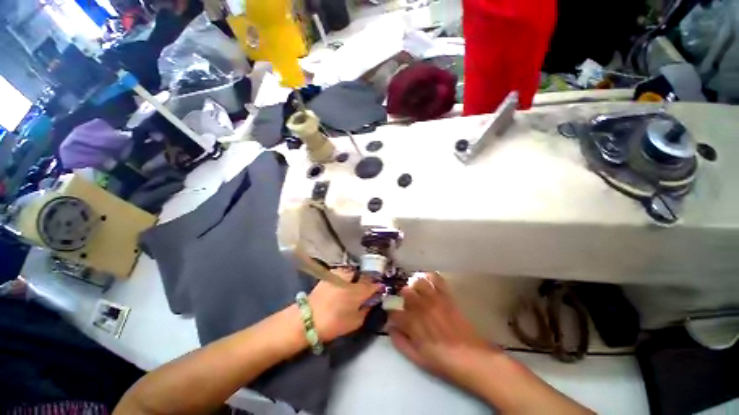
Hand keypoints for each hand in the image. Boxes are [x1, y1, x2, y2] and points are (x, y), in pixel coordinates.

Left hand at [308, 268, 379, 342]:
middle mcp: (350, 279)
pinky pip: (343, 272)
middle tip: (366, 288)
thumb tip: (372, 302)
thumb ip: (366, 310)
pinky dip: (346, 276)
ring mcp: (339, 274)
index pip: (373, 285)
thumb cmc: (333, 324)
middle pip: (364, 275)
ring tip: (354, 285)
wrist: (307, 319)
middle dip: (367, 280)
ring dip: (356, 277)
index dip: (378, 287)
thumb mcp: (354, 322)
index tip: (379, 290)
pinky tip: (343, 284)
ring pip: (353, 272)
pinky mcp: (330, 274)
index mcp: (358, 291)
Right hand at [389, 273, 496, 387]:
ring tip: (416, 292)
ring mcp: (434, 299)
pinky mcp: (446, 296)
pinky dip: (430, 277)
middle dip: (402, 297)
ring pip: (418, 282)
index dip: (392, 315)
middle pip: (405, 292)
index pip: (394, 312)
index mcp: (412, 323)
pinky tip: (428, 281)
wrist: (471, 358)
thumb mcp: (417, 358)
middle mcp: (421, 307)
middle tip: (406, 305)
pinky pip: (436, 279)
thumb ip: (400, 342)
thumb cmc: (442, 361)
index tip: (394, 319)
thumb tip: (390, 328)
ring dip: (415, 286)